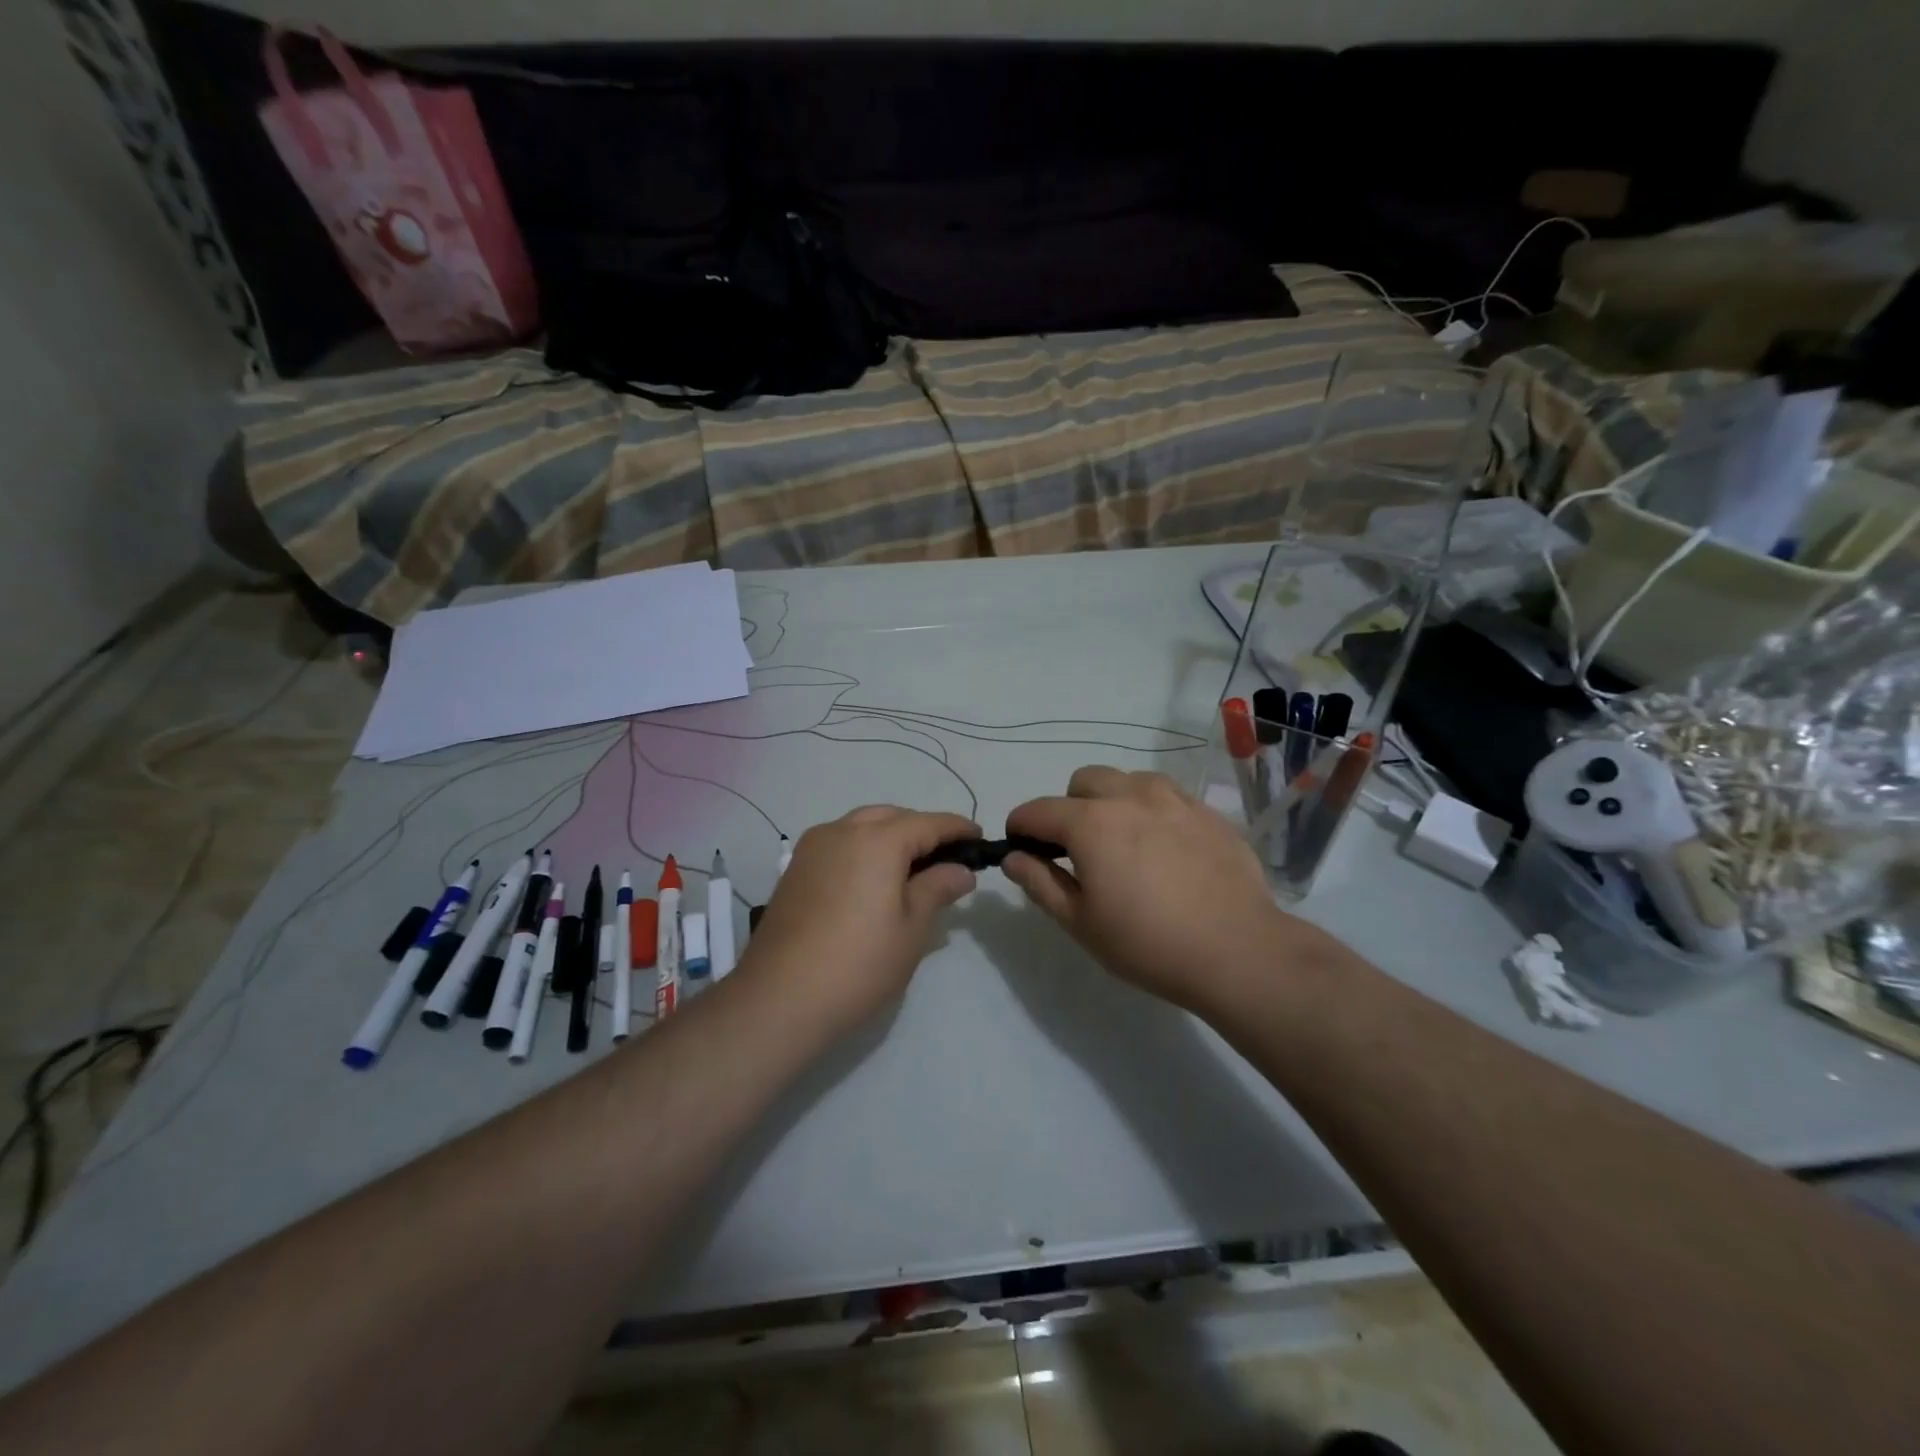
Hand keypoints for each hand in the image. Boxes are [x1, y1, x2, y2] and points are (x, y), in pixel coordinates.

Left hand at [743, 807, 979, 1030]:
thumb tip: (961, 871)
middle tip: (946, 858)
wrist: (779, 998)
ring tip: (911, 869)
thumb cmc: (859, 964)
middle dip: (922, 829)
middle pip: (892, 817)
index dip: (957, 828)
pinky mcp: (795, 869)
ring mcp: (812, 847)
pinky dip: (863, 849)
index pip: (928, 822)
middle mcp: (842, 830)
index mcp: (878, 840)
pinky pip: (839, 843)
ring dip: (890, 836)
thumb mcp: (912, 929)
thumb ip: (937, 889)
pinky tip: (872, 880)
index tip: (979, 838)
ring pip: (862, 826)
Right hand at [1004, 766, 1325, 1012]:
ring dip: (1113, 801)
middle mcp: (1129, 796)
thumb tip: (1013, 857)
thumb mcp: (1081, 923)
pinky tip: (1165, 848)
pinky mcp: (1208, 811)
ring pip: (1128, 780)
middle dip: (1069, 806)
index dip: (1020, 828)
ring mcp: (1174, 799)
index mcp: (1090, 823)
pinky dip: (1152, 810)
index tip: (1021, 849)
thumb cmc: (1149, 943)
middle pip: (1083, 781)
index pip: (1037, 810)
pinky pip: (1167, 795)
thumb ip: (1040, 883)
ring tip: (1125, 842)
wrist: (1239, 951)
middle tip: (1079, 850)